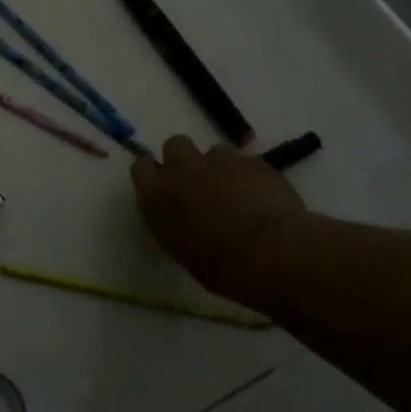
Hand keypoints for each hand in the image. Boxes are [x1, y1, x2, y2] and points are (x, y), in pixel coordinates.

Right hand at [131, 135, 307, 308]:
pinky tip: (261, 196)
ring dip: (220, 167)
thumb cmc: (219, 267)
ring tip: (236, 192)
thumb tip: (182, 216)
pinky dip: (249, 175)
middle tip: (198, 182)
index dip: (154, 173)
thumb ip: (174, 221)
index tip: (163, 185)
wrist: (269, 254)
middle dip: (185, 158)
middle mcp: (182, 170)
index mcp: (157, 195)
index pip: (141, 166)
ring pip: (214, 151)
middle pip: (175, 144)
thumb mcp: (181, 249)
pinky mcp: (252, 161)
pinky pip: (245, 161)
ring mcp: (219, 161)